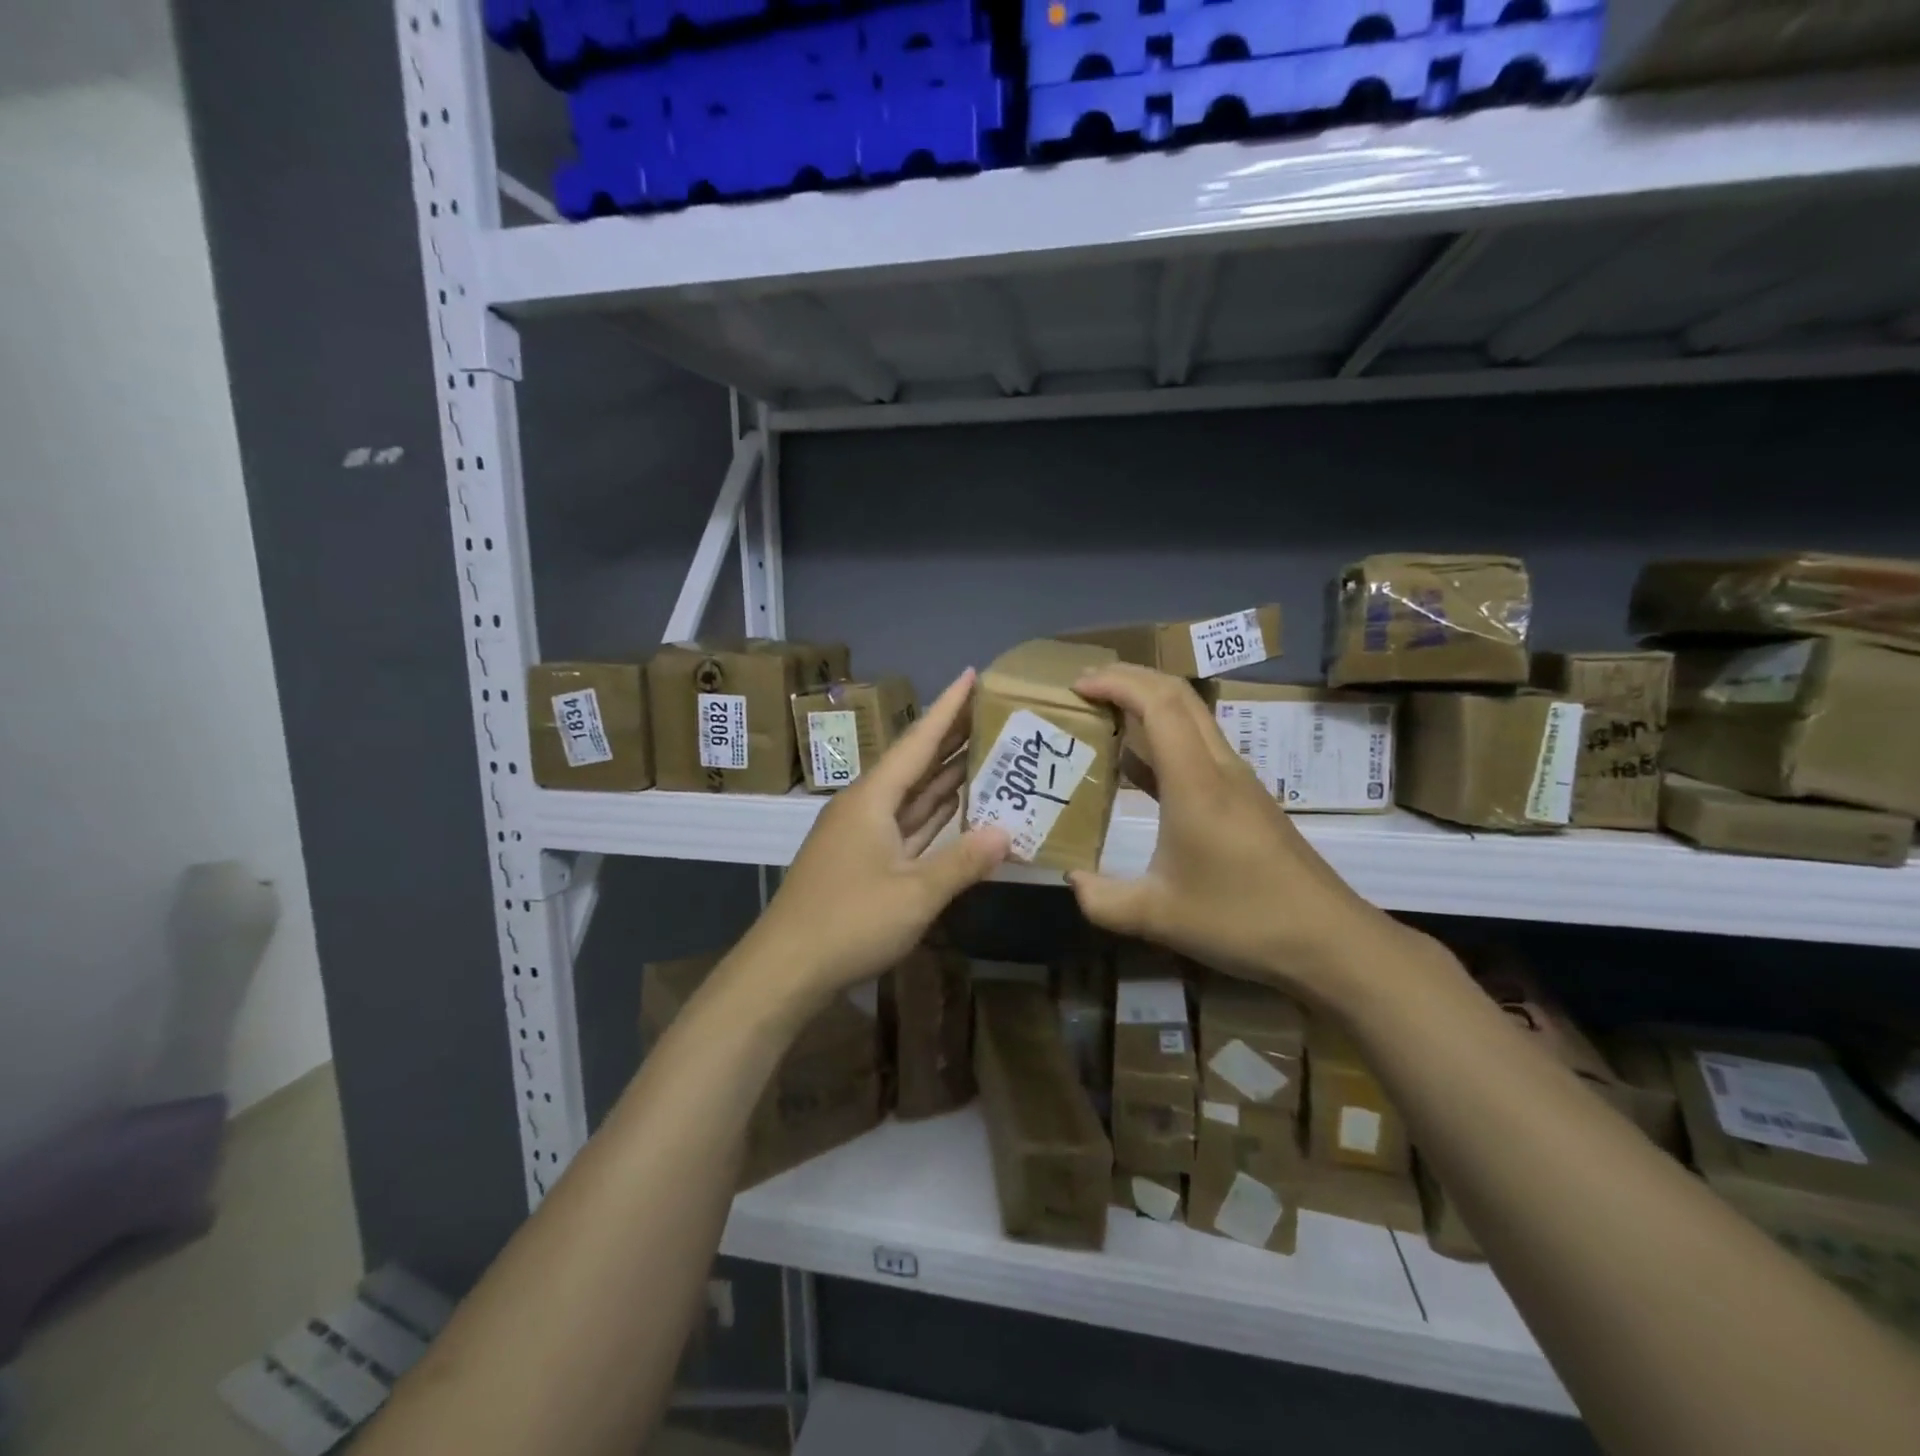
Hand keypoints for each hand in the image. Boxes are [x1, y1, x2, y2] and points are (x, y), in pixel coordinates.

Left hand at [747, 671, 1009, 1005]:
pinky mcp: (863, 860)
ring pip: (912, 795)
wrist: (786, 968)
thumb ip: (963, 861)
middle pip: (915, 763)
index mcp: (872, 798)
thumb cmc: (849, 921)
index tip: (971, 675)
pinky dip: (933, 814)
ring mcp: (862, 834)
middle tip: (993, 712)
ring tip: (986, 751)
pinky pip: (906, 824)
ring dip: (946, 775)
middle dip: (952, 737)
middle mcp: (866, 806)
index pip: (917, 741)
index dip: (947, 707)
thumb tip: (1007, 832)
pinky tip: (958, 806)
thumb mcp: (914, 893)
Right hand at [1066, 665, 1404, 1003]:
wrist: (1329, 941)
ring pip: (1192, 719)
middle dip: (1130, 678)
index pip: (1158, 704)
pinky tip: (1137, 767)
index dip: (1117, 683)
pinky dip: (1163, 741)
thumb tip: (1073, 880)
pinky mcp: (1246, 800)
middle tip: (1085, 687)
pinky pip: (1199, 749)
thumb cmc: (1242, 920)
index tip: (1077, 686)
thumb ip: (1103, 900)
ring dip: (1149, 705)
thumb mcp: (1158, 916)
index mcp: (1196, 782)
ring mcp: (1238, 782)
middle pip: (1178, 696)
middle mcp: (1219, 768)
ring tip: (1105, 714)